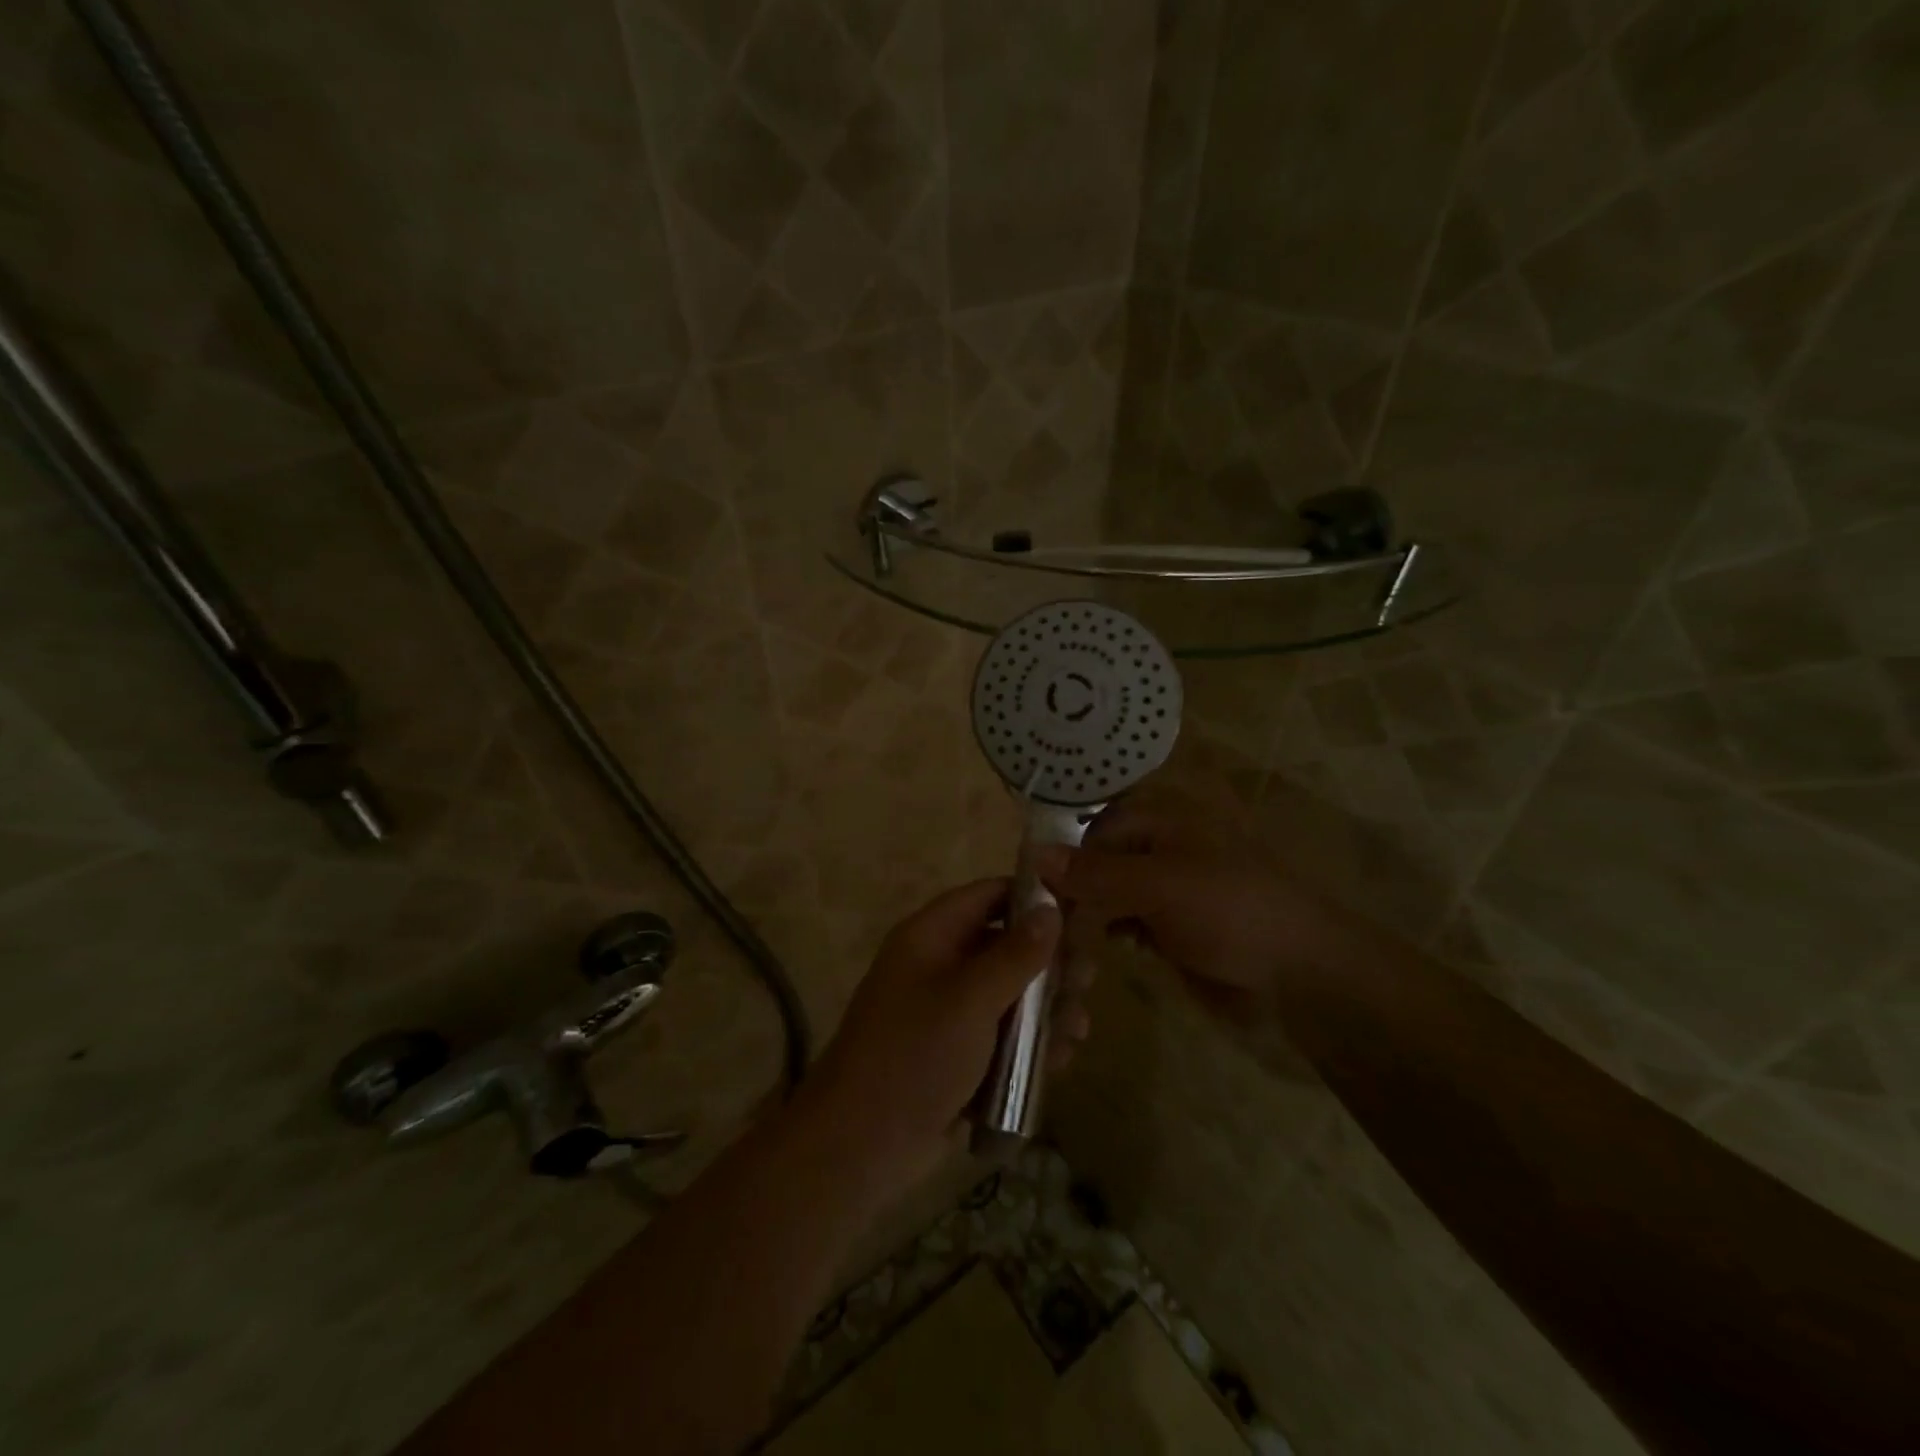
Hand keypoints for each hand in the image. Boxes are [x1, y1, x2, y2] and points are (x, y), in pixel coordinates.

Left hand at [801, 879, 1092, 1196]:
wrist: (860, 1145)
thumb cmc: (915, 1055)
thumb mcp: (970, 999)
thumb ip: (1015, 954)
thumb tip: (1052, 909)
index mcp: (931, 937)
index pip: (987, 895)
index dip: (1031, 898)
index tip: (1080, 912)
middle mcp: (939, 966)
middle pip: (1004, 947)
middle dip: (1048, 965)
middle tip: (1088, 980)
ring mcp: (948, 1013)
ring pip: (1009, 996)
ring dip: (1045, 1010)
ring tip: (1078, 1028)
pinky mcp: (958, 1055)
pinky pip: (1002, 1036)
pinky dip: (1030, 1044)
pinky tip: (1061, 1059)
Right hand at [1037, 797, 1351, 1016]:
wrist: (1302, 971)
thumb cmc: (1232, 911)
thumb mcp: (1160, 886)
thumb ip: (1097, 873)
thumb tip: (1035, 855)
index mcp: (1163, 820)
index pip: (1095, 828)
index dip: (1066, 857)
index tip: (1037, 894)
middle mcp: (1160, 847)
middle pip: (1099, 861)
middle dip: (1072, 891)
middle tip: (1044, 928)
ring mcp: (1166, 888)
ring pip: (1108, 894)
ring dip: (1085, 917)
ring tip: (1060, 946)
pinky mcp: (1170, 925)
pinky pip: (1125, 922)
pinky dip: (1106, 935)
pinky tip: (1089, 956)